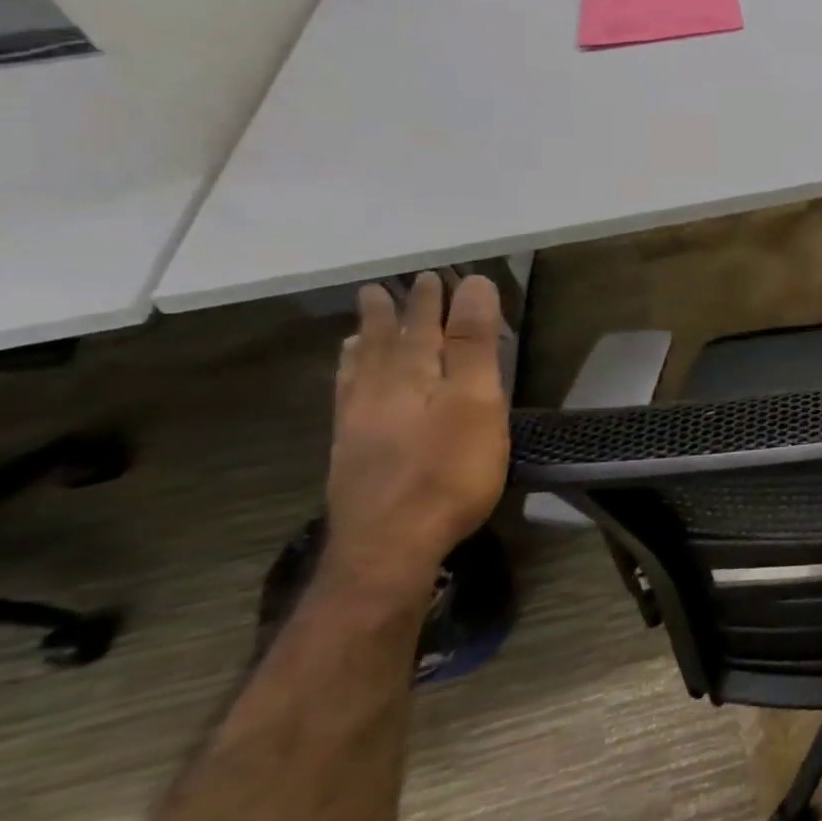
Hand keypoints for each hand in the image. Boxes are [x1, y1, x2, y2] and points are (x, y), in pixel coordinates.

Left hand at [324, 273, 508, 602]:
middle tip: (381, 289)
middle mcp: (378, 392)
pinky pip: (346, 402)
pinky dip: (348, 384)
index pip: (423, 326)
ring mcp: (359, 425)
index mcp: (411, 375)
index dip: (432, 301)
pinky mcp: (352, 456)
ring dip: (362, 346)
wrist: (391, 545)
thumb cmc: (448, 471)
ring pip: (358, 373)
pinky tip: (350, 389)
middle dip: (390, 316)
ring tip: (357, 329)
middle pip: (385, 344)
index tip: (434, 274)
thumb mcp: (475, 401)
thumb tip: (473, 284)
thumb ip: (473, 344)